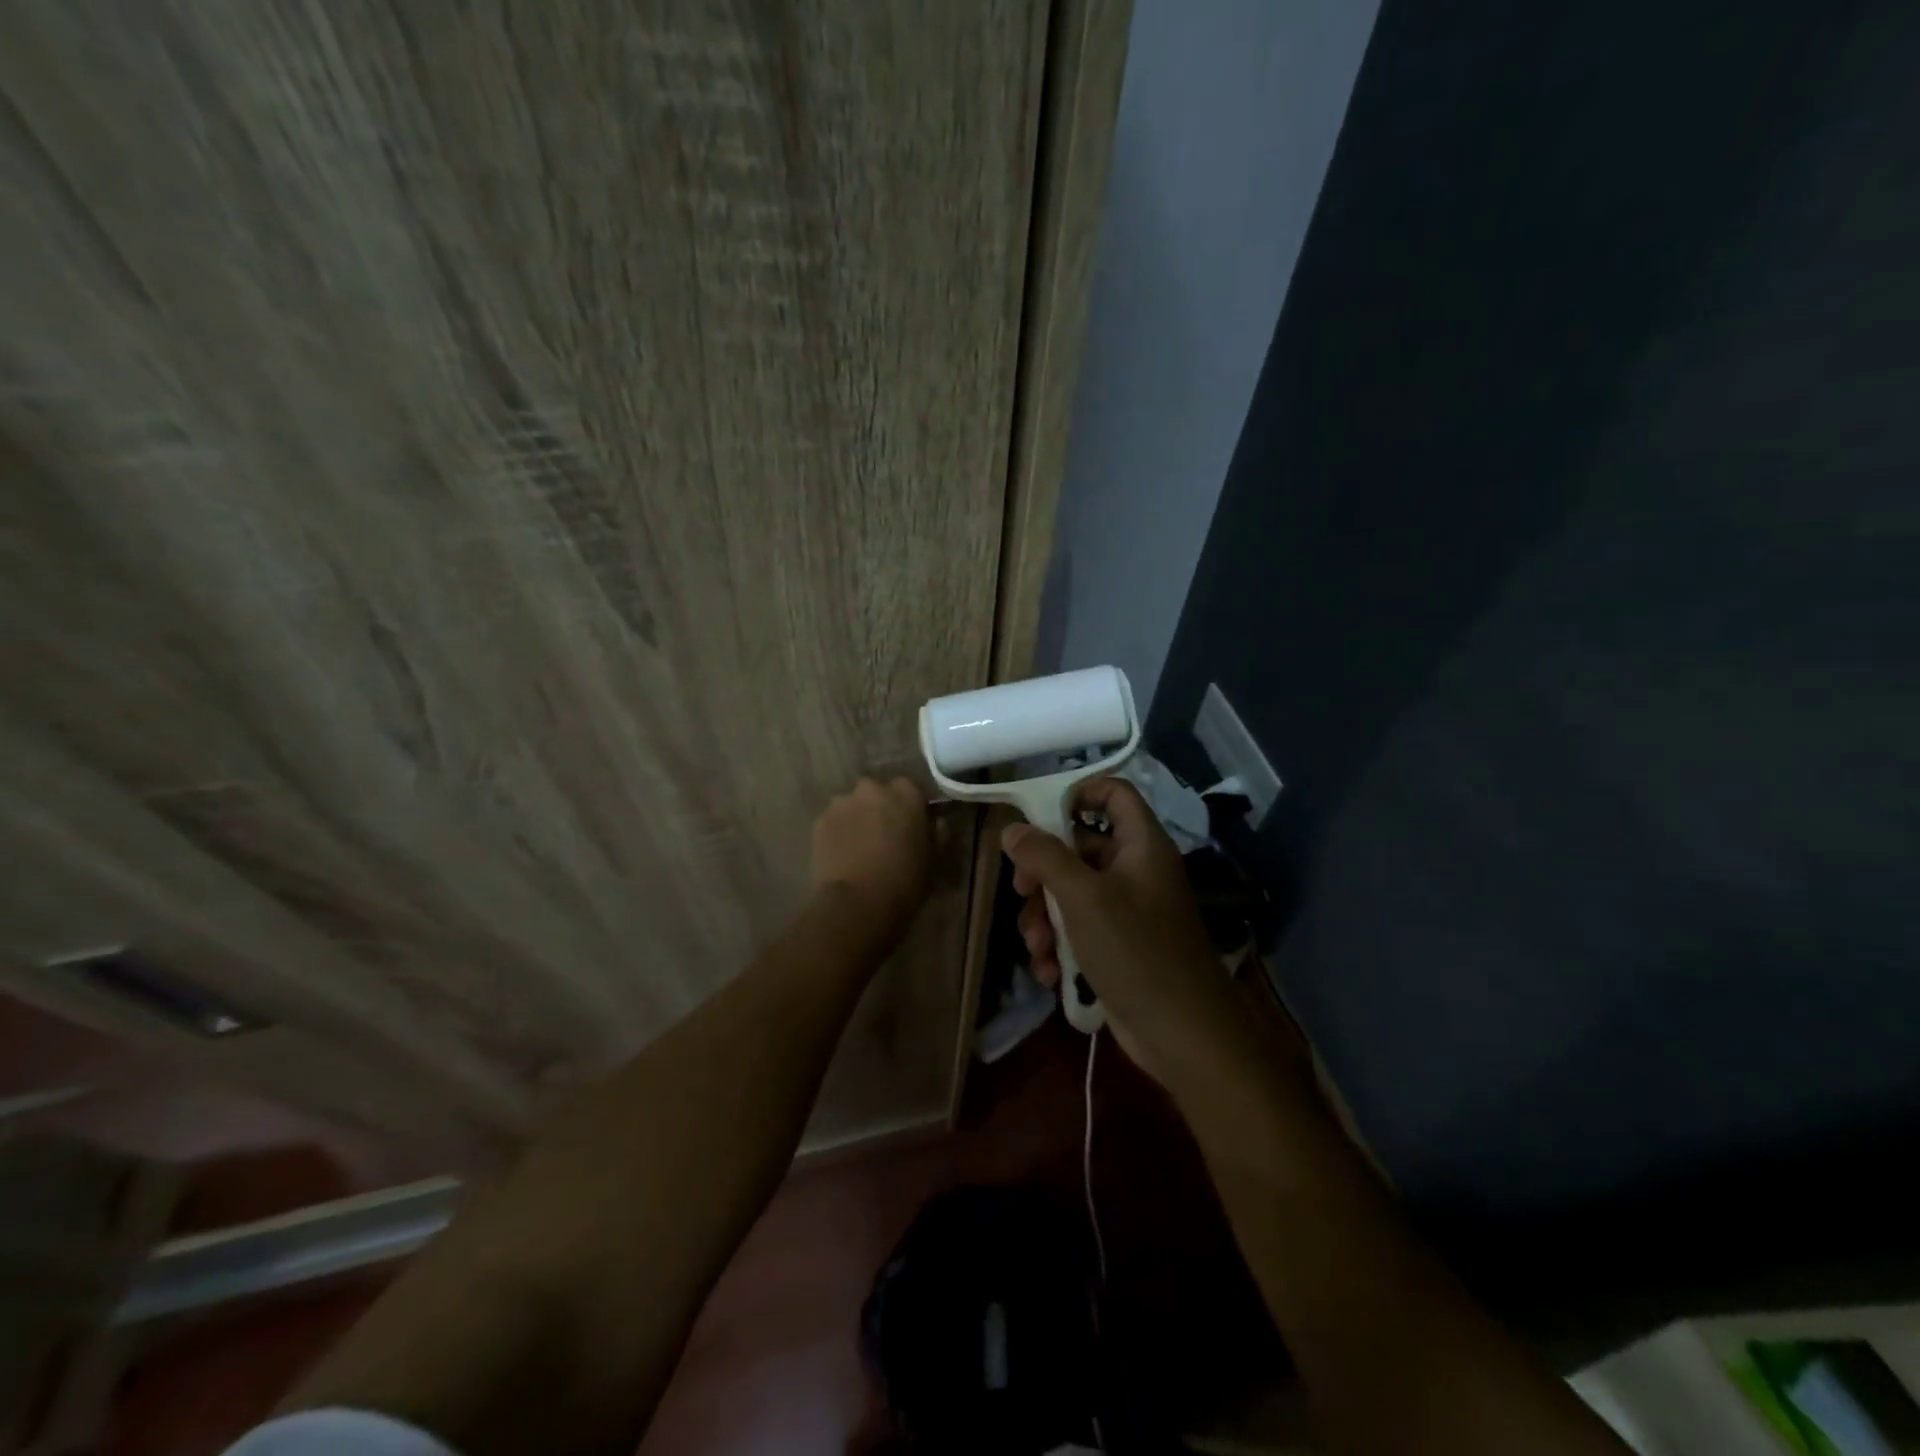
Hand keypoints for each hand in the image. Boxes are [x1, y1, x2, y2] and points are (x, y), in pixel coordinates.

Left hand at [811, 777, 933, 939]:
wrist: (857, 904)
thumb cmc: (905, 882)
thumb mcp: (934, 859)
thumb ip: (937, 833)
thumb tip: (936, 822)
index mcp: (906, 793)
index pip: (910, 790)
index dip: (910, 809)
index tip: (911, 828)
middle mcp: (873, 788)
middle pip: (878, 793)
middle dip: (880, 809)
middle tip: (884, 837)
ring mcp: (842, 802)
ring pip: (853, 805)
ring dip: (858, 819)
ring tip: (860, 848)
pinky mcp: (820, 821)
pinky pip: (834, 821)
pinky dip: (839, 833)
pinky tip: (842, 856)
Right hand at [1003, 778, 1242, 1087]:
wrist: (1182, 1034)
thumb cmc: (1135, 950)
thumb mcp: (1082, 898)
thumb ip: (1044, 857)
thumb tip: (1012, 829)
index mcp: (1141, 844)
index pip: (1114, 792)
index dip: (1078, 793)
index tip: (1039, 817)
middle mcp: (1136, 870)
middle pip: (1080, 847)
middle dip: (1044, 873)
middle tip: (1021, 892)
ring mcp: (1129, 910)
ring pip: (1072, 893)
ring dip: (1045, 918)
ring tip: (1037, 947)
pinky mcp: (1119, 946)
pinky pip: (1080, 929)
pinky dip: (1060, 945)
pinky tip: (1049, 972)